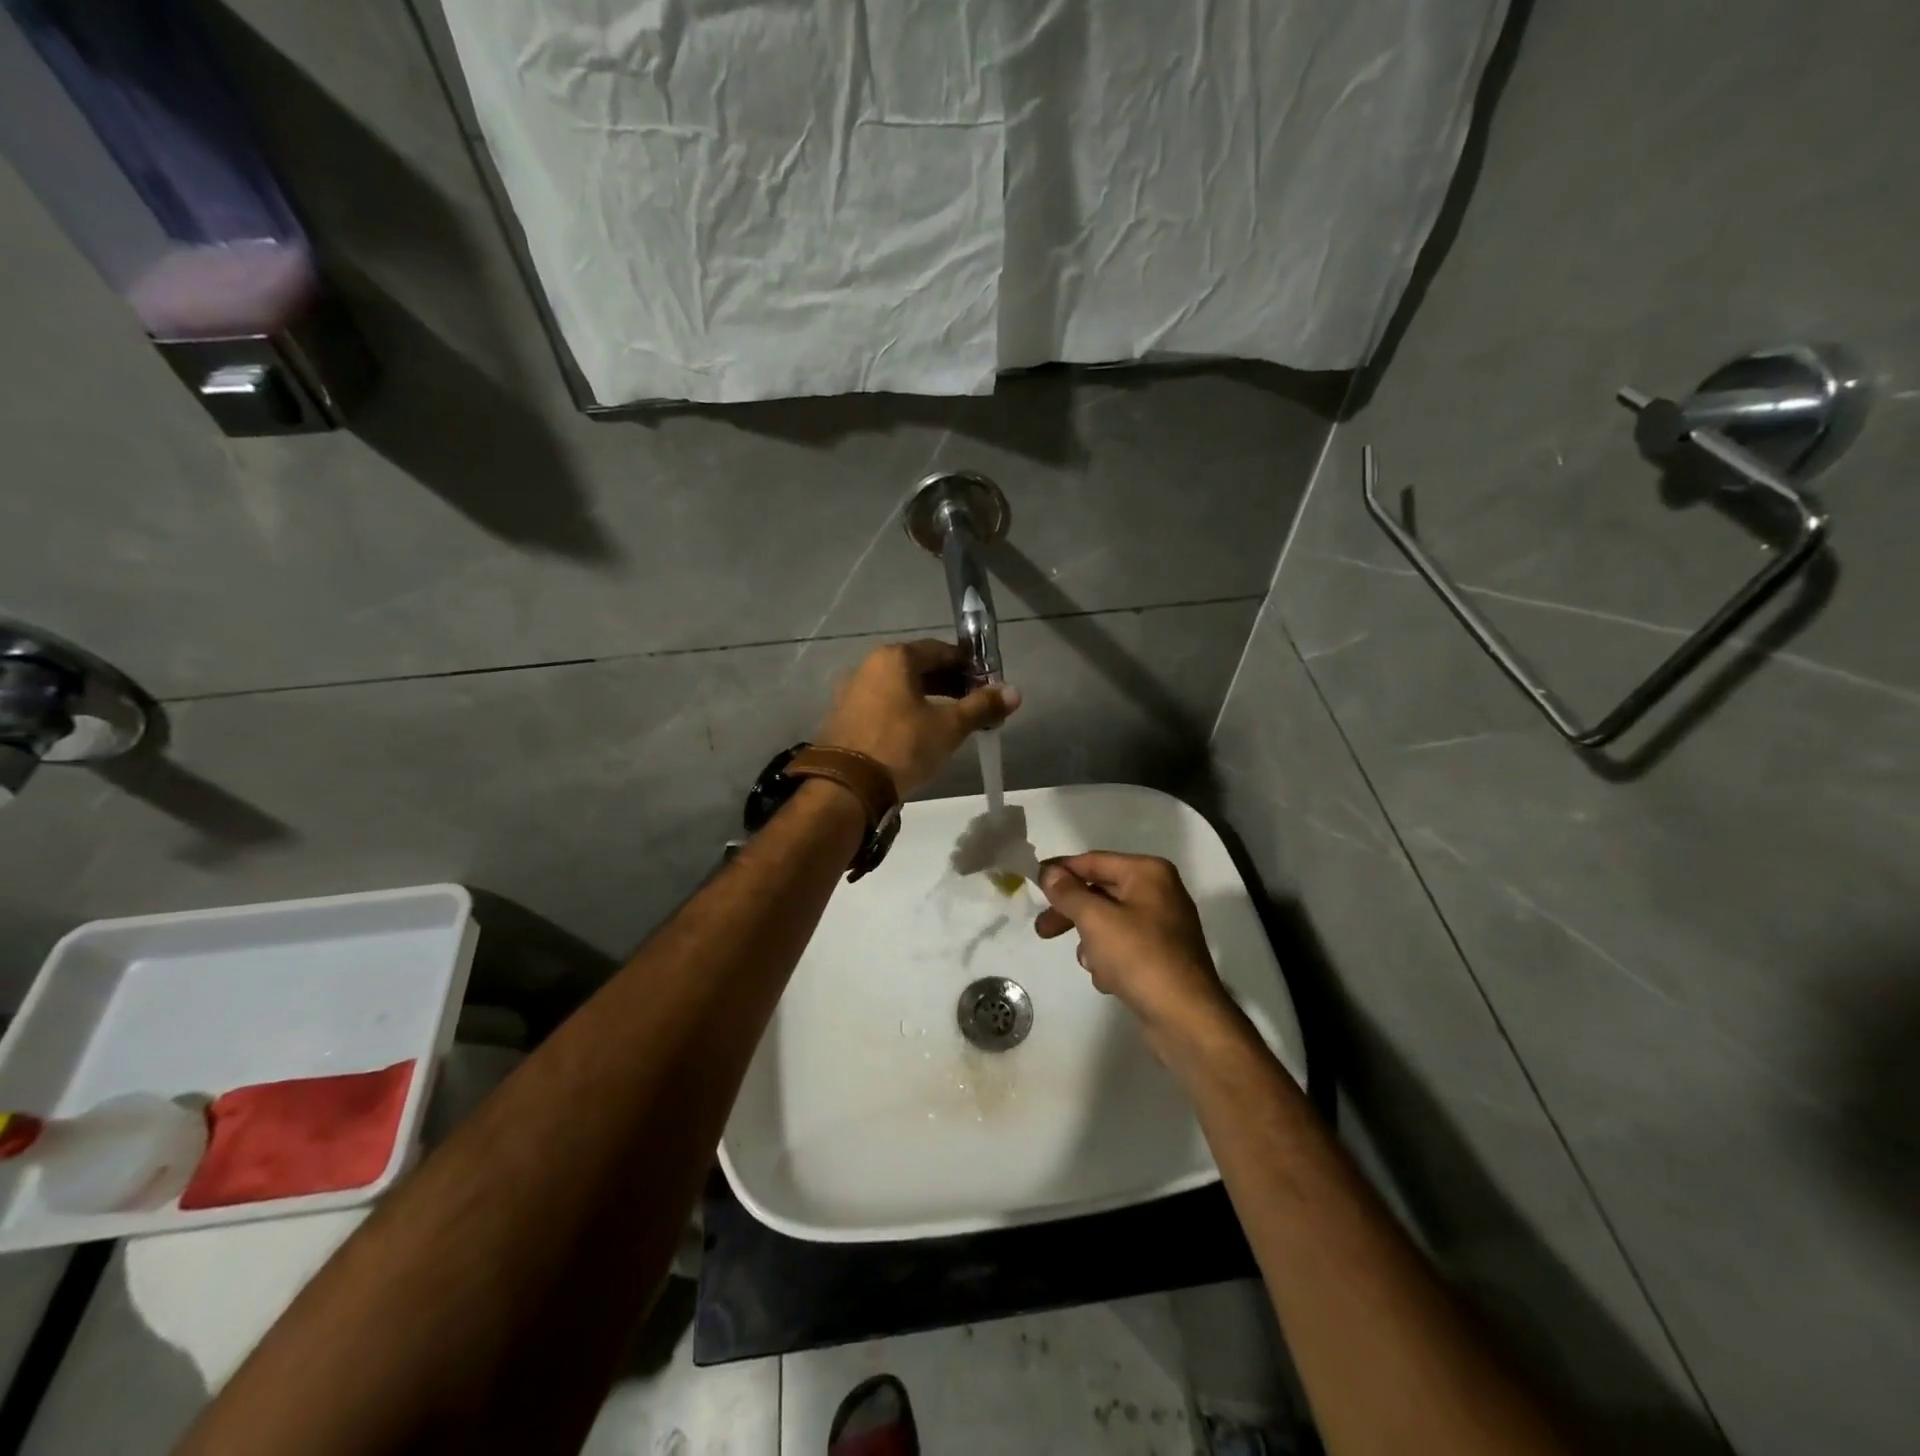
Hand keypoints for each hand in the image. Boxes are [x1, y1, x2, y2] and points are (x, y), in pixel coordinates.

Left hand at [816, 640, 1019, 795]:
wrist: (847, 786)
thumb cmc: (903, 746)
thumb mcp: (949, 727)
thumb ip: (981, 706)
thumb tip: (1015, 692)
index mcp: (895, 658)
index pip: (941, 651)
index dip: (968, 666)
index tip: (987, 685)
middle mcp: (869, 666)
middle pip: (918, 668)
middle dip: (949, 684)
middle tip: (974, 706)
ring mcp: (852, 691)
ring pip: (900, 689)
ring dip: (927, 700)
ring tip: (950, 723)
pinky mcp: (844, 717)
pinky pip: (883, 706)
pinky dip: (905, 713)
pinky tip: (919, 735)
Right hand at [1036, 853, 1235, 1056]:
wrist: (1185, 1018)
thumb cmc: (1139, 957)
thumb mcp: (1095, 919)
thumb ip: (1068, 892)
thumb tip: (1049, 871)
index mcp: (1148, 873)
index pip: (1093, 861)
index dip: (1061, 870)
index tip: (1032, 882)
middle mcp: (1158, 892)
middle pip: (1100, 892)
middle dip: (1072, 913)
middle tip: (1042, 930)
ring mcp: (1162, 925)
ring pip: (1108, 923)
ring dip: (1092, 942)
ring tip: (1091, 964)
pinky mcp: (1161, 956)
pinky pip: (1123, 947)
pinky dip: (1110, 960)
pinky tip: (1110, 980)